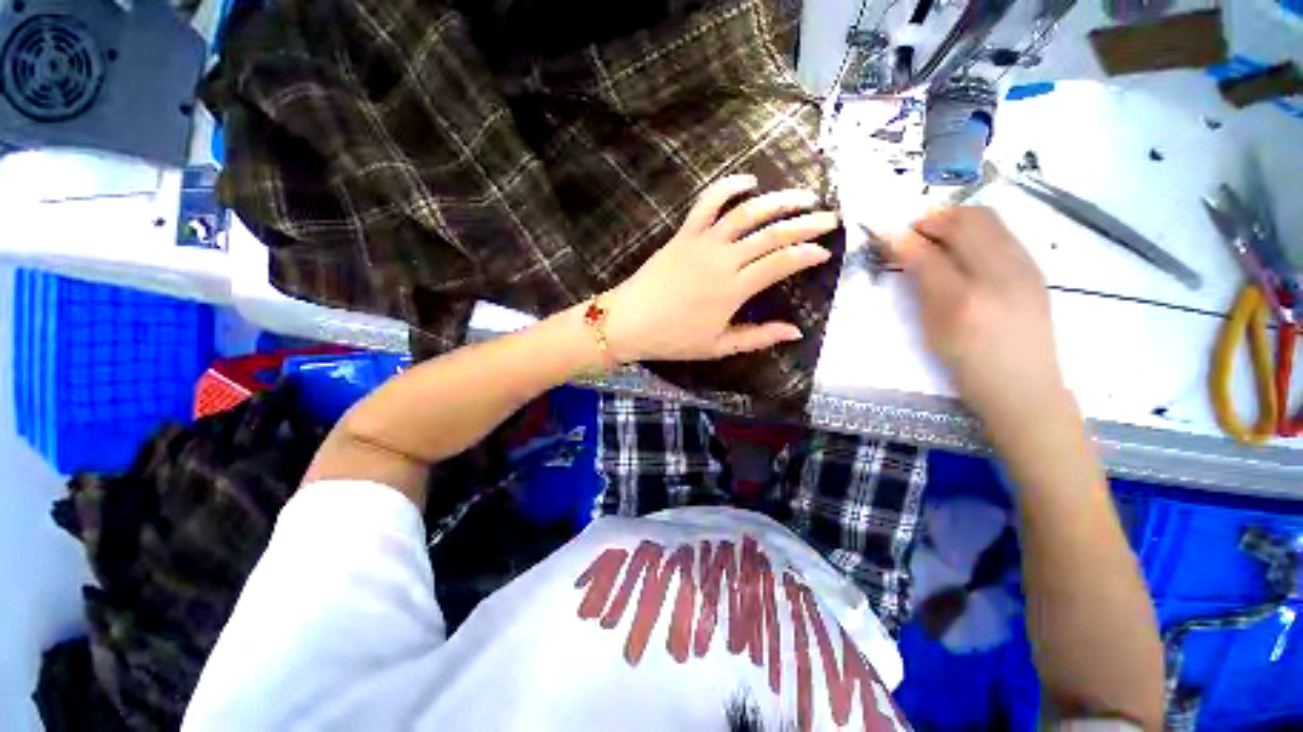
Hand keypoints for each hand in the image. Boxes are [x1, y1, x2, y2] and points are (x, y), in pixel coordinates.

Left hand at [603, 174, 838, 361]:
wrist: (629, 322)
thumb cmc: (673, 338)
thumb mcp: (718, 346)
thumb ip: (758, 337)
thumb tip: (795, 332)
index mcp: (734, 289)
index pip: (781, 263)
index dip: (808, 254)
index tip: (826, 251)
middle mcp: (723, 259)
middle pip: (772, 233)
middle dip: (806, 223)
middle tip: (830, 218)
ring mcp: (702, 242)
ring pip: (746, 212)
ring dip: (778, 200)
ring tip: (803, 196)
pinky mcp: (684, 234)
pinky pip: (708, 202)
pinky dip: (729, 187)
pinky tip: (749, 181)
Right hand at [887, 206, 1065, 428]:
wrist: (1024, 387)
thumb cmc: (968, 366)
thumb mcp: (933, 329)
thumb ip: (920, 287)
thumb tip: (905, 253)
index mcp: (962, 300)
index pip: (925, 253)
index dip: (900, 238)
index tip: (883, 232)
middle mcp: (997, 275)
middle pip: (964, 221)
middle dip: (932, 218)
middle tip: (912, 231)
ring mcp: (1023, 267)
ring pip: (989, 219)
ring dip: (956, 218)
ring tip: (936, 234)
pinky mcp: (1035, 268)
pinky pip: (1003, 232)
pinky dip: (977, 229)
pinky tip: (964, 247)